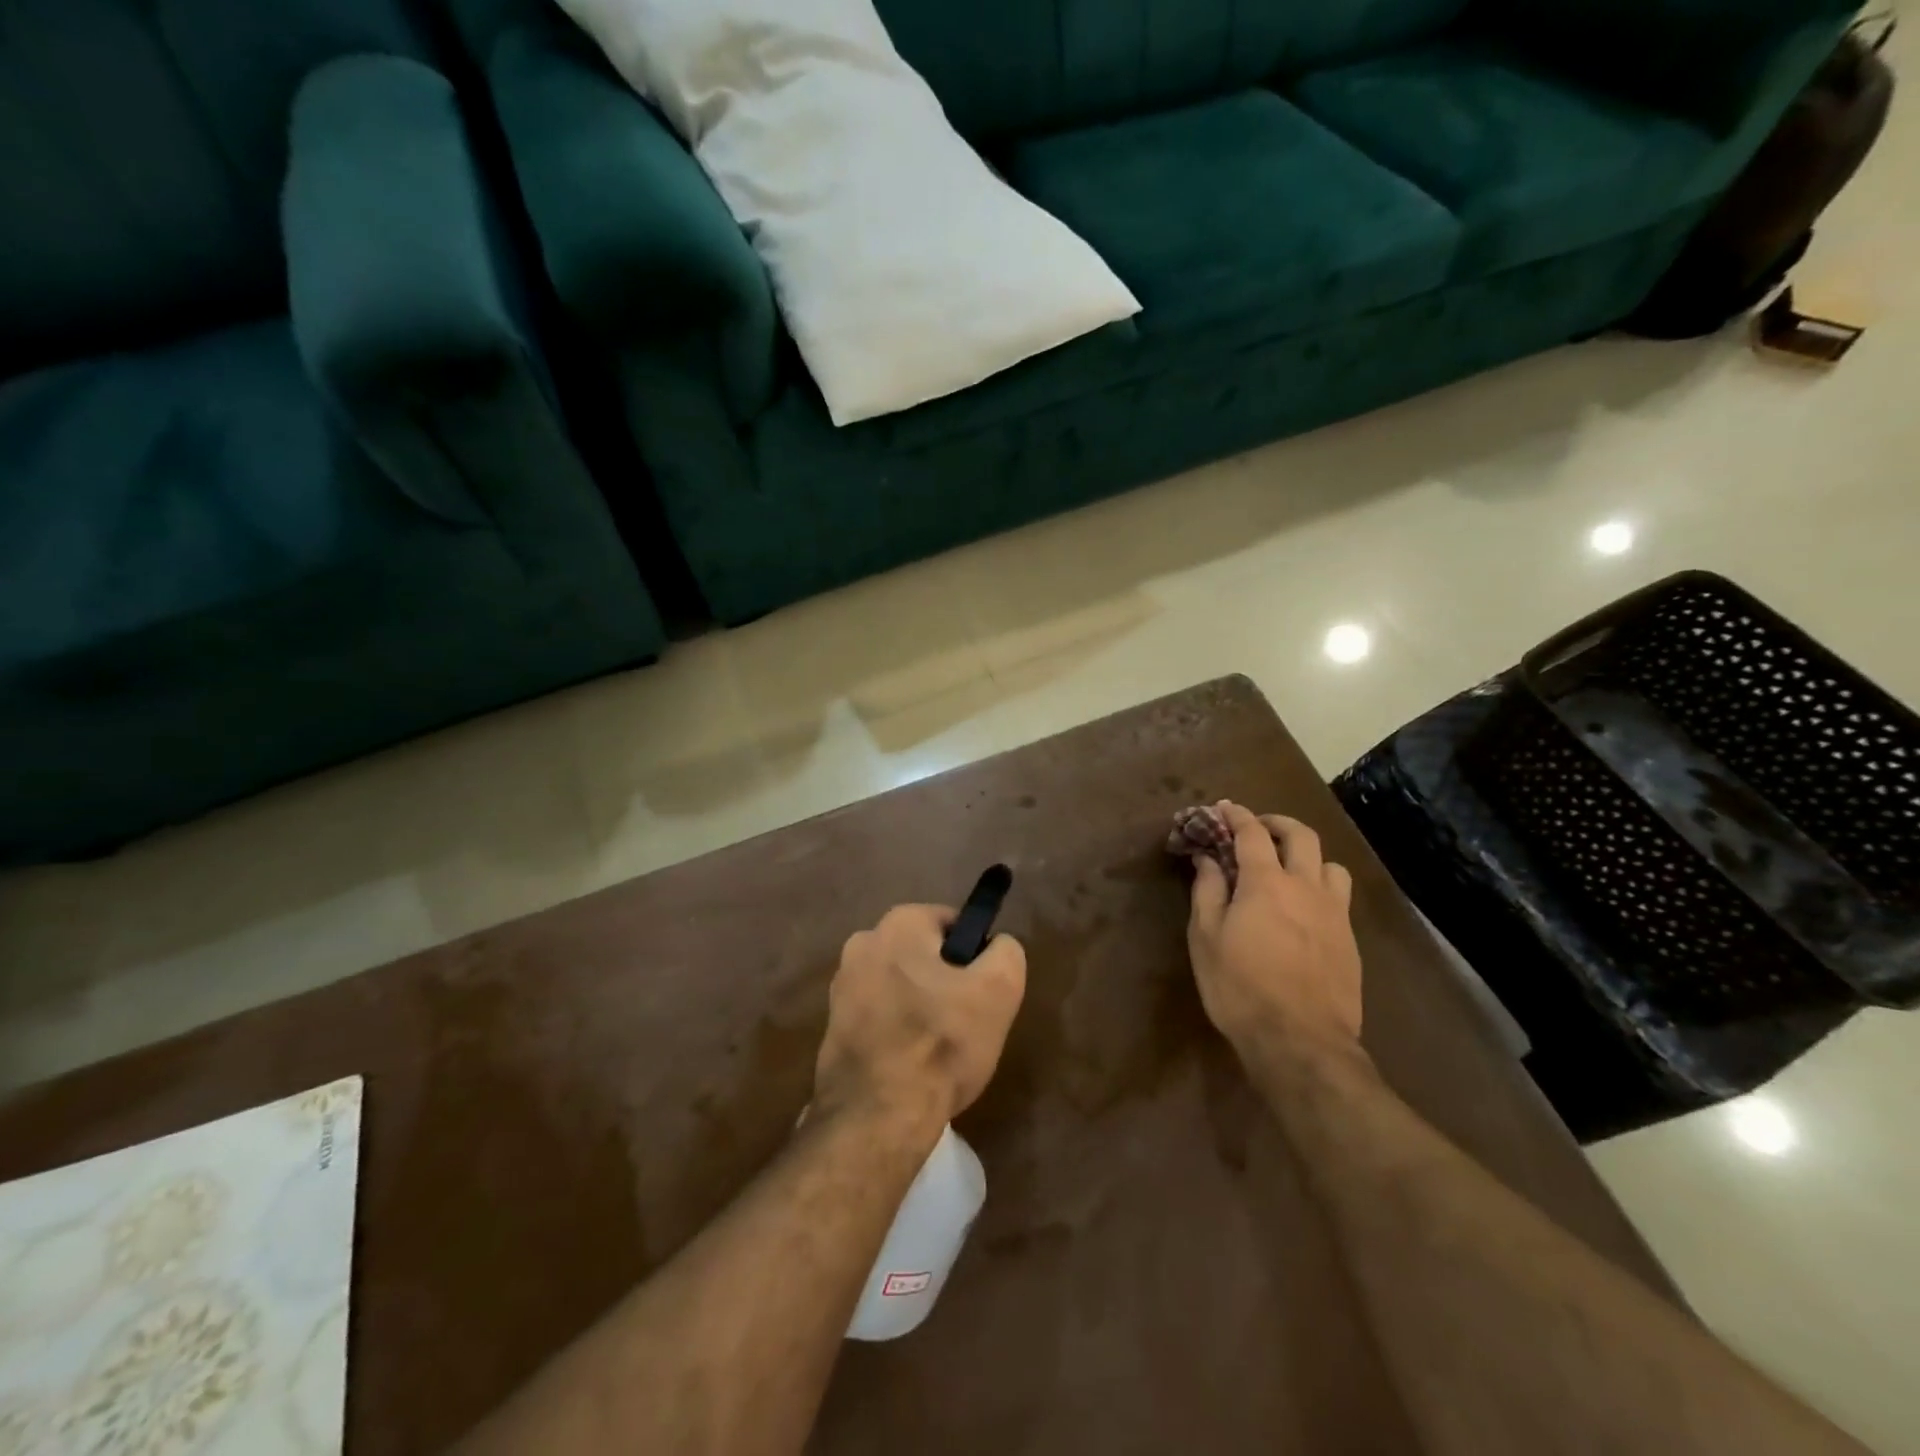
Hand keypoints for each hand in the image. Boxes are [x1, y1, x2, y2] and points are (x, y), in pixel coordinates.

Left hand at [814, 904, 1026, 1128]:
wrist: (876, 1117)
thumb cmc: (941, 1043)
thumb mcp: (999, 990)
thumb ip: (1006, 952)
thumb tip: (996, 945)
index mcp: (898, 923)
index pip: (952, 923)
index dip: (974, 957)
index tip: (980, 994)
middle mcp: (862, 943)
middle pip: (924, 955)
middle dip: (945, 982)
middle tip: (964, 1023)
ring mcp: (841, 985)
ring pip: (901, 986)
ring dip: (919, 1007)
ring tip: (937, 1050)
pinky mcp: (832, 1025)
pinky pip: (879, 1015)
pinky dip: (896, 1031)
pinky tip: (910, 1064)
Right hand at [1186, 803, 1363, 1063]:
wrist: (1300, 1041)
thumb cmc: (1240, 987)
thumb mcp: (1206, 938)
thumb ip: (1208, 891)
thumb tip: (1208, 858)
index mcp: (1266, 882)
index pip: (1252, 832)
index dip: (1236, 815)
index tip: (1223, 808)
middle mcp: (1305, 887)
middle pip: (1301, 835)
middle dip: (1277, 822)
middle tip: (1257, 828)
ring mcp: (1334, 912)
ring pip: (1330, 864)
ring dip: (1307, 855)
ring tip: (1289, 867)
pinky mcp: (1350, 939)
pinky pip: (1340, 896)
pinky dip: (1321, 886)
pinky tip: (1306, 907)